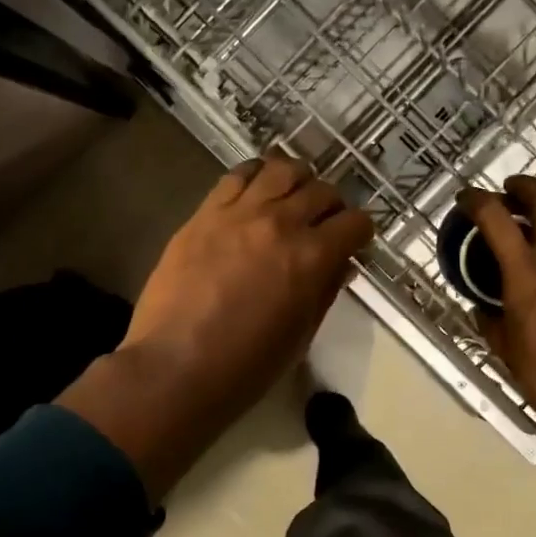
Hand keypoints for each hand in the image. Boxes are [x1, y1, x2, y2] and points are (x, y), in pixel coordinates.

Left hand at [58, 156, 373, 499]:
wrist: (175, 367)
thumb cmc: (245, 366)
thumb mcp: (300, 336)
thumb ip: (324, 292)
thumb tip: (340, 265)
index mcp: (312, 257)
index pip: (354, 223)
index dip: (360, 232)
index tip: (354, 241)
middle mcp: (281, 223)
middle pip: (321, 191)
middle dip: (331, 206)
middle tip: (323, 223)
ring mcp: (239, 213)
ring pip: (281, 169)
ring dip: (296, 180)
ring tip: (291, 197)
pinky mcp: (204, 213)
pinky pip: (236, 175)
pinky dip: (255, 175)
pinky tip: (256, 189)